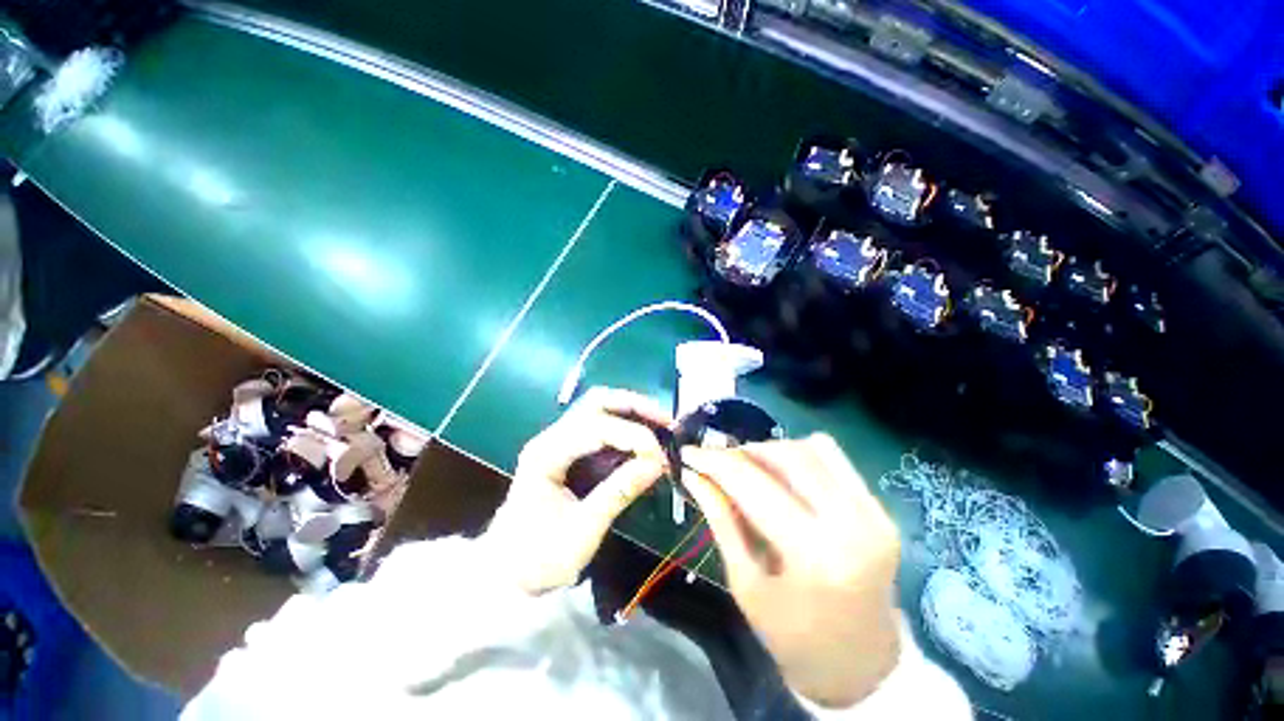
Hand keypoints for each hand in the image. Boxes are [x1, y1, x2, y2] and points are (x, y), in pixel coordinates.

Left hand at [488, 388, 671, 594]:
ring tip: (660, 426)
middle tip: (665, 421)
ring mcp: (558, 441)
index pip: (595, 427)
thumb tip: (657, 463)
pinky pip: (600, 426)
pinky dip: (625, 427)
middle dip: (634, 406)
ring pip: (599, 409)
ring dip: (631, 412)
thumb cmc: (539, 556)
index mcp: (546, 454)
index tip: (659, 453)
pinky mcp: (568, 450)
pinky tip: (642, 439)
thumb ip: (619, 492)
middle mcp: (551, 438)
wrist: (507, 572)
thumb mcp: (582, 530)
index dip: (632, 434)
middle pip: (596, 402)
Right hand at [679, 434, 901, 708]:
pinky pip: (834, 458)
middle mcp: (850, 524)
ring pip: (811, 448)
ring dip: (771, 450)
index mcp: (813, 556)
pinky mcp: (880, 508)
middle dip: (742, 451)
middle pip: (785, 456)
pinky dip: (800, 454)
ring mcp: (872, 512)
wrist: (860, 662)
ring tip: (747, 466)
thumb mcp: (745, 583)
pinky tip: (781, 472)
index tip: (688, 452)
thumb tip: (693, 476)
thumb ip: (720, 520)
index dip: (715, 462)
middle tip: (716, 460)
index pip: (753, 485)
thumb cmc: (793, 637)